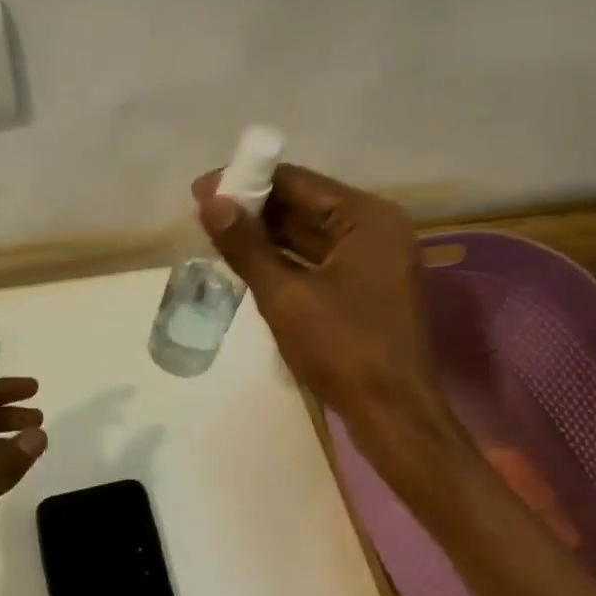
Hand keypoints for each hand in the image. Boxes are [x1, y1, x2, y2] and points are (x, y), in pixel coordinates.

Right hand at [192, 164, 444, 434]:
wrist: (393, 415)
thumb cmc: (342, 349)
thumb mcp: (285, 295)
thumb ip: (246, 246)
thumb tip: (209, 203)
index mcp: (368, 218)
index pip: (299, 182)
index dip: (248, 181)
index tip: (203, 189)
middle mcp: (378, 229)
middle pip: (307, 205)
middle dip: (256, 208)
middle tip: (204, 211)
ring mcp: (376, 259)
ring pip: (313, 234)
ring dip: (269, 234)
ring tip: (217, 232)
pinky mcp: (369, 287)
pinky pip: (321, 259)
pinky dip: (288, 258)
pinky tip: (250, 259)